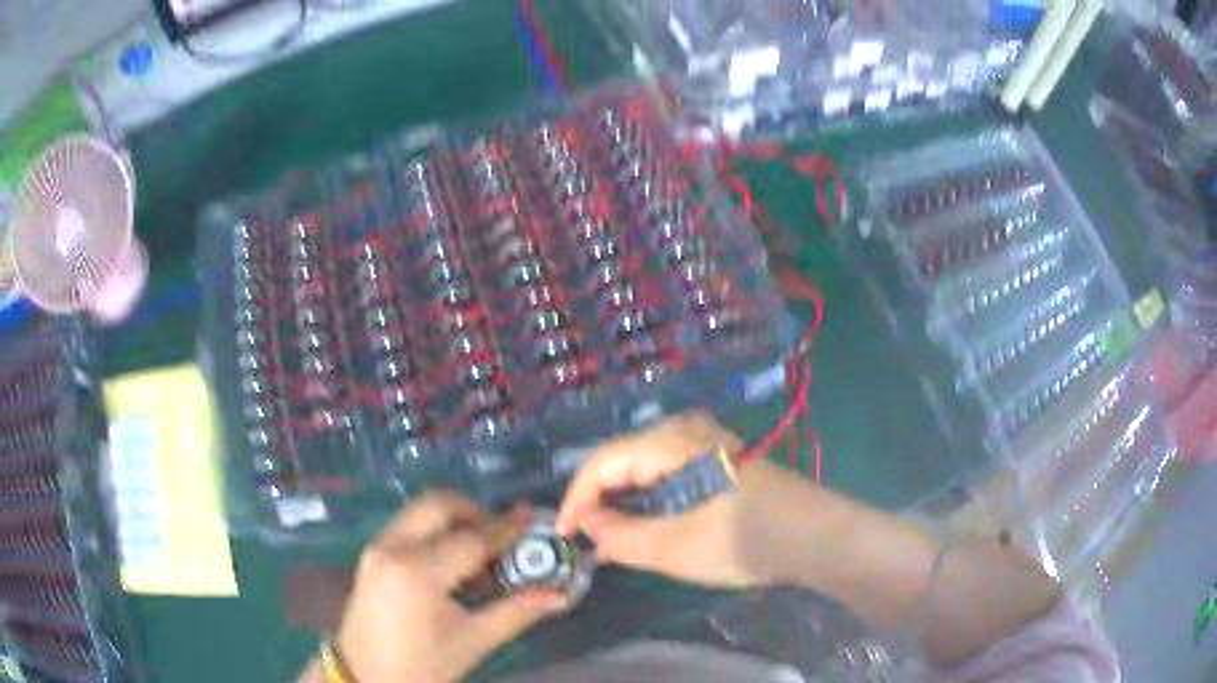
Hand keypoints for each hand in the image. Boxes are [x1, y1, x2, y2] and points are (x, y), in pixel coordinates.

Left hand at [320, 493, 568, 682]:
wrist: (363, 675)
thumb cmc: (421, 666)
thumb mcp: (472, 642)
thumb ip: (516, 612)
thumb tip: (560, 594)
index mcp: (418, 573)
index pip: (471, 538)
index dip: (505, 527)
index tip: (532, 516)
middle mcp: (393, 547)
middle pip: (438, 504)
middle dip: (475, 511)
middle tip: (503, 536)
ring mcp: (377, 547)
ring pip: (421, 510)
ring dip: (454, 519)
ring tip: (481, 553)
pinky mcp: (371, 553)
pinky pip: (408, 525)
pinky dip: (435, 530)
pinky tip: (452, 562)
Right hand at [556, 412, 806, 587]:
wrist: (815, 536)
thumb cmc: (744, 539)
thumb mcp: (674, 547)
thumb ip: (620, 537)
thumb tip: (585, 528)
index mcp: (670, 440)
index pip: (602, 463)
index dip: (576, 500)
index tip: (563, 536)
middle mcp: (683, 428)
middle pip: (620, 460)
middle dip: (598, 500)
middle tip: (585, 540)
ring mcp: (703, 440)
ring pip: (642, 466)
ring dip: (622, 500)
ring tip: (609, 537)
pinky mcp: (717, 456)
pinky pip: (665, 470)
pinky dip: (647, 497)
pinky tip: (645, 523)